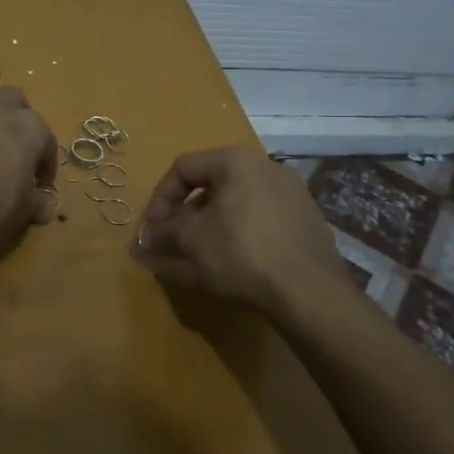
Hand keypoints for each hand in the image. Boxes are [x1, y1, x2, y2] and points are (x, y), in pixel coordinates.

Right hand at [130, 146, 345, 315]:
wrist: (310, 293)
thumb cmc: (241, 254)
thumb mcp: (192, 242)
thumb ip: (163, 234)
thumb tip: (143, 240)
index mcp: (236, 161)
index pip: (183, 168)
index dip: (159, 198)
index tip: (151, 229)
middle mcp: (267, 167)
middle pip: (211, 186)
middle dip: (184, 216)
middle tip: (172, 243)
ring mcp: (293, 194)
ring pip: (236, 205)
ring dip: (210, 227)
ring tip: (199, 258)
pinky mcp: (307, 222)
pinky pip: (261, 222)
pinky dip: (240, 236)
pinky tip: (234, 265)